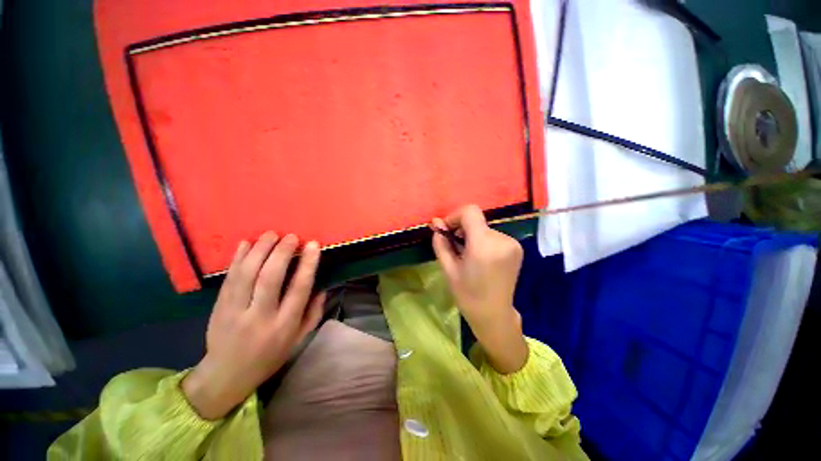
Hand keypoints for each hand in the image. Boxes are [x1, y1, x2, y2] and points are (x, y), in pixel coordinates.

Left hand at [182, 233, 325, 419]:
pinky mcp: (218, 307)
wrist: (226, 375)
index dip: (307, 264)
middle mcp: (260, 316)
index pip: (299, 289)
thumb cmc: (270, 356)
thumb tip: (322, 288)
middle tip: (291, 236)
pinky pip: (229, 278)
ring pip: (247, 274)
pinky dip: (237, 258)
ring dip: (259, 250)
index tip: (313, 245)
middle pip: (270, 278)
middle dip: (281, 252)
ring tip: (271, 234)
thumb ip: (313, 313)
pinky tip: (245, 243)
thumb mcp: (299, 340)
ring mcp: (235, 311)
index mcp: (284, 325)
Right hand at [432, 205, 527, 373]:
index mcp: (483, 245)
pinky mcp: (517, 247)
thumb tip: (436, 222)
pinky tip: (481, 258)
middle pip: (476, 220)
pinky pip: (493, 235)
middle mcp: (502, 239)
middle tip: (455, 247)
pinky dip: (483, 241)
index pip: (470, 211)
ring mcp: (512, 243)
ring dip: (472, 236)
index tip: (447, 231)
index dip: (455, 216)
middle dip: (462, 229)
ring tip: (468, 255)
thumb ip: (441, 242)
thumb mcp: (448, 268)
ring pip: (484, 228)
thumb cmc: (467, 294)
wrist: (494, 314)